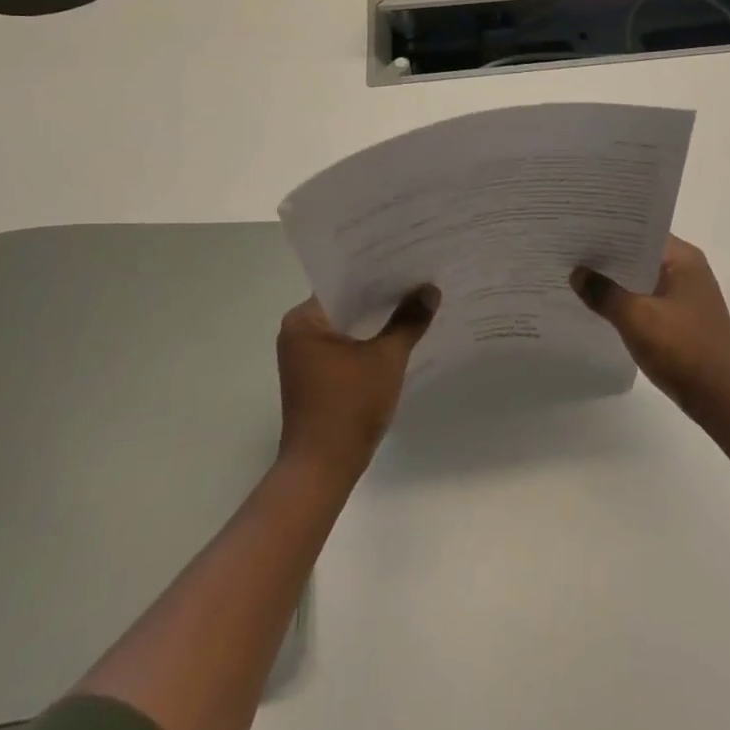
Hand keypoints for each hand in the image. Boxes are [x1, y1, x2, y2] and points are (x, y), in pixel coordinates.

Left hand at [276, 287, 439, 478]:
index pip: (343, 281)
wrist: (322, 470)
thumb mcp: (386, 358)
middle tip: (420, 277)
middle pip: (346, 302)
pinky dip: (369, 340)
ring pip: (348, 326)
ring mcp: (305, 357)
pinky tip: (400, 336)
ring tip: (416, 301)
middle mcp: (298, 333)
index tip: (408, 260)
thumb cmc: (348, 406)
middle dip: (382, 295)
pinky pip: (346, 346)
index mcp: (304, 320)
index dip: (377, 271)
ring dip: (377, 319)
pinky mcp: (316, 377)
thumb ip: (408, 320)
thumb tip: (430, 290)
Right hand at [571, 237, 729, 422]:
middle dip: (607, 256)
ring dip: (615, 281)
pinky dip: (626, 301)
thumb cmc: (684, 350)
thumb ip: (604, 293)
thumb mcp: (637, 318)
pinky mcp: (681, 320)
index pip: (640, 231)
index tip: (576, 228)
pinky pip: (646, 300)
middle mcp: (687, 270)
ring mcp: (685, 296)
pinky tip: (598, 306)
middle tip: (567, 251)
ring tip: (575, 275)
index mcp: (683, 258)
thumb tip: (577, 273)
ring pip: (641, 279)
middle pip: (639, 254)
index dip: (609, 229)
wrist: (724, 400)